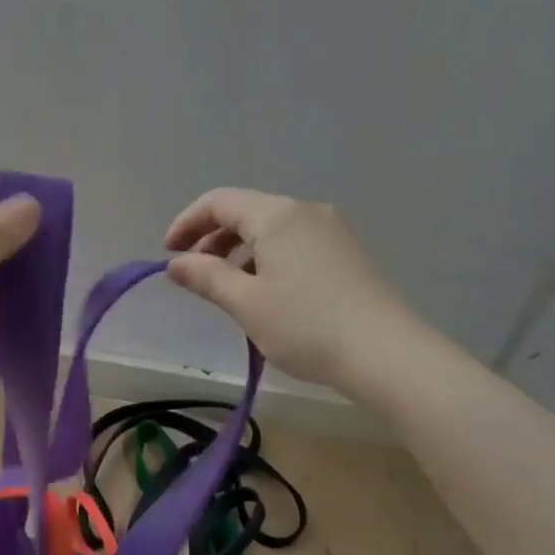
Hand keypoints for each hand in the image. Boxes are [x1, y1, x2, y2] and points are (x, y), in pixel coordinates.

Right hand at [164, 188, 414, 391]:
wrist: (386, 353)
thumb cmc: (306, 326)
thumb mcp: (246, 303)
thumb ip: (206, 278)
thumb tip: (175, 264)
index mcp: (277, 215)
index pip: (220, 202)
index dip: (187, 222)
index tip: (168, 254)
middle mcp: (306, 212)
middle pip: (247, 213)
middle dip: (213, 239)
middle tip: (194, 275)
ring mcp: (332, 232)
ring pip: (272, 230)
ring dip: (240, 252)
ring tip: (227, 290)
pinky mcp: (347, 254)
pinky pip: (295, 245)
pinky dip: (268, 260)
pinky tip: (266, 294)